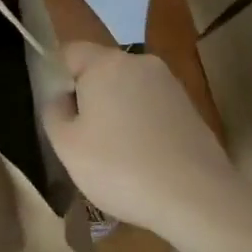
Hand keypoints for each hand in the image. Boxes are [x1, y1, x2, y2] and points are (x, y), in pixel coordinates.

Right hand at [43, 42, 232, 238]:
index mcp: (105, 62)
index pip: (69, 52)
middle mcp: (139, 62)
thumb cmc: (121, 167)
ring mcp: (169, 84)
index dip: (56, 78)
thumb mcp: (67, 145)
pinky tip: (143, 160)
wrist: (198, 199)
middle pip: (100, 70)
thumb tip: (61, 98)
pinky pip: (151, 107)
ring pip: (127, 90)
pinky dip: (141, 126)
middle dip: (87, 97)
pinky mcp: (190, 108)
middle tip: (82, 138)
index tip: (57, 113)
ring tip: (114, 155)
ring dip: (116, 112)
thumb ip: (53, 111)